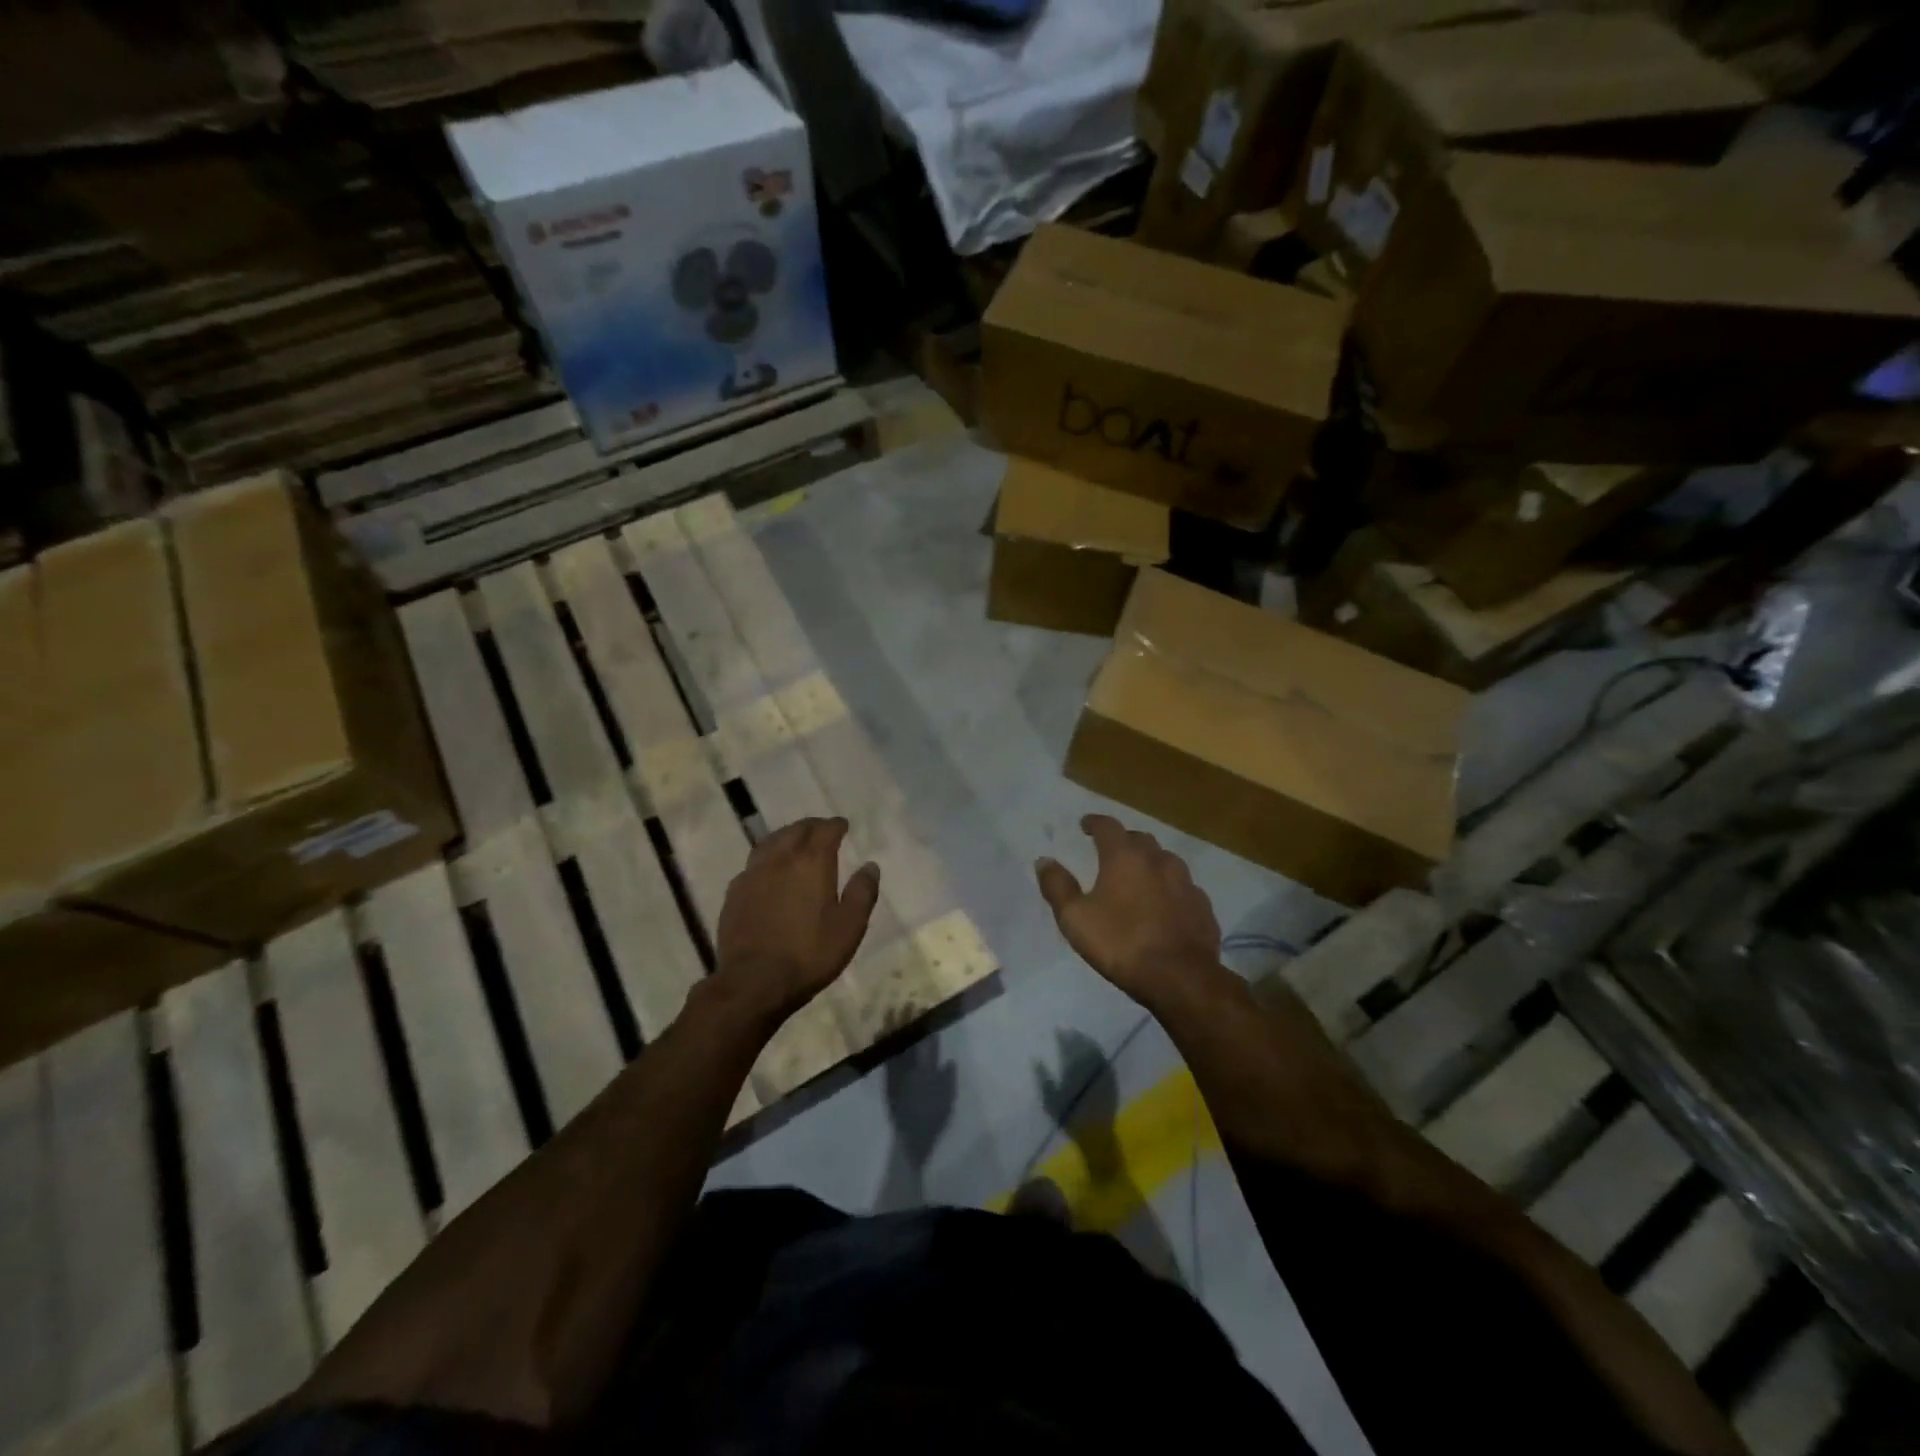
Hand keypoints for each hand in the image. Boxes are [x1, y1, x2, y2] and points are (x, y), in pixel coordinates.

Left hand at [713, 817, 879, 1026]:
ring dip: (786, 837)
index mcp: (811, 862)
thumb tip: (870, 866)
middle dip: (811, 826)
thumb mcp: (849, 927)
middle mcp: (780, 859)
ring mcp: (753, 874)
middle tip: (821, 829)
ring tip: (795, 842)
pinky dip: (767, 858)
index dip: (836, 825)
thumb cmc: (809, 953)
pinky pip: (754, 863)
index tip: (843, 825)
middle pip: (796, 830)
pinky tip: (769, 871)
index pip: (825, 830)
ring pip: (770, 842)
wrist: (754, 981)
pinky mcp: (735, 892)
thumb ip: (862, 892)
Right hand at [1036, 814, 1220, 1008]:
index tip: (1085, 824)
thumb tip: (1044, 860)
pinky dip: (1170, 889)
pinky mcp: (1203, 906)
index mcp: (1125, 857)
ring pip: (1166, 861)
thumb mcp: (1075, 917)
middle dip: (1124, 841)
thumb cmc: (1120, 943)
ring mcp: (1186, 882)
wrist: (1180, 977)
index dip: (1094, 822)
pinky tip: (1165, 905)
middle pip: (1140, 839)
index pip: (1108, 826)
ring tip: (1139, 877)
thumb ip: (1057, 886)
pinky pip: (1183, 888)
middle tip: (1111, 852)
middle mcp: (1158, 860)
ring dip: (1150, 863)